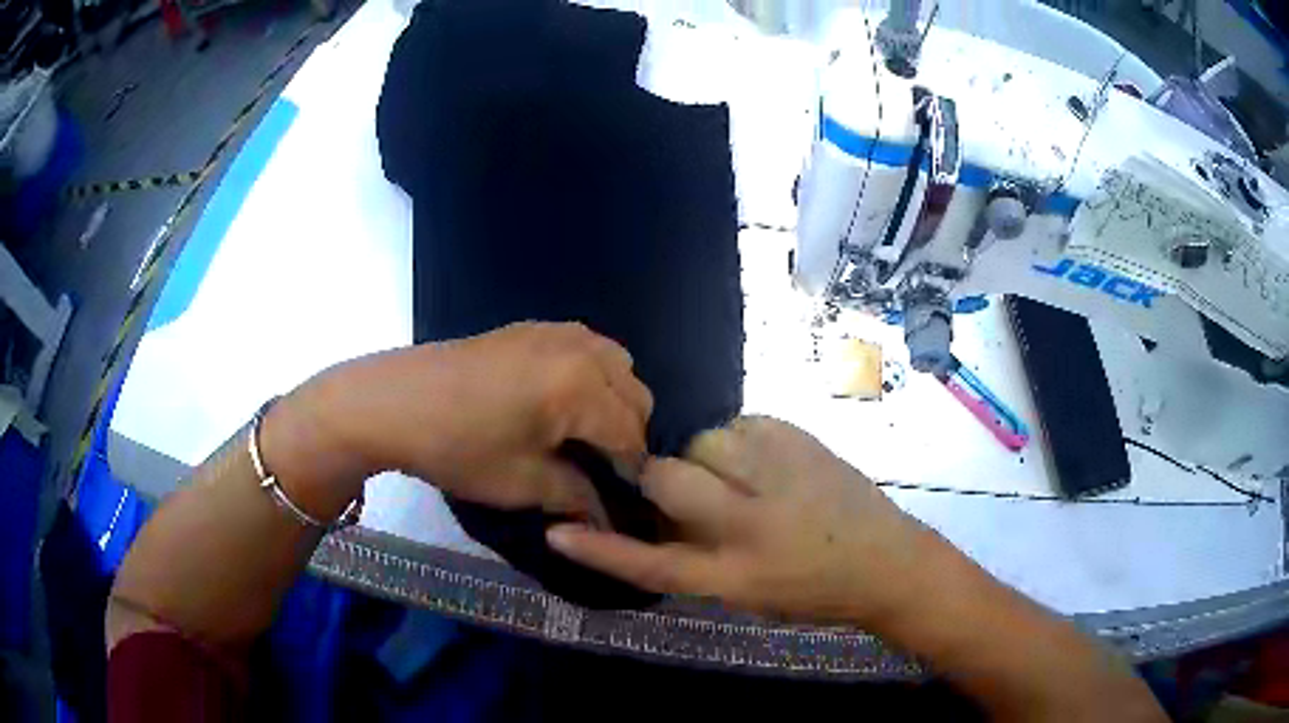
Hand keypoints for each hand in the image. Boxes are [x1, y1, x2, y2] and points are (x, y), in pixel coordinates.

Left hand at [274, 322, 652, 519]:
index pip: (632, 434)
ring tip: (585, 433)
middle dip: (628, 434)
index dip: (634, 471)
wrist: (391, 402)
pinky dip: (592, 374)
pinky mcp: (532, 327)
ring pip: (617, 364)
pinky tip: (561, 400)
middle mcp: (581, 349)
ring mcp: (556, 331)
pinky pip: (587, 347)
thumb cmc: (456, 447)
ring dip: (614, 400)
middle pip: (634, 394)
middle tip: (602, 469)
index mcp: (582, 387)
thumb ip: (575, 496)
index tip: (626, 499)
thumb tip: (605, 516)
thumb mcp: (520, 483)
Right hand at [547, 416, 943, 625]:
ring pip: (705, 441)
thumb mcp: (746, 595)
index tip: (558, 530)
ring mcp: (780, 478)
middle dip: (655, 476)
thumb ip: (697, 559)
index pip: (653, 566)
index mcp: (735, 578)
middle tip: (672, 484)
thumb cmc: (814, 591)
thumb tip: (658, 516)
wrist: (888, 563)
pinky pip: (742, 423)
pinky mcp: (802, 443)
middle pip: (668, 482)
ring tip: (737, 475)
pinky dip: (740, 440)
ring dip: (706, 457)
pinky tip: (763, 462)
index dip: (601, 550)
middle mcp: (752, 526)